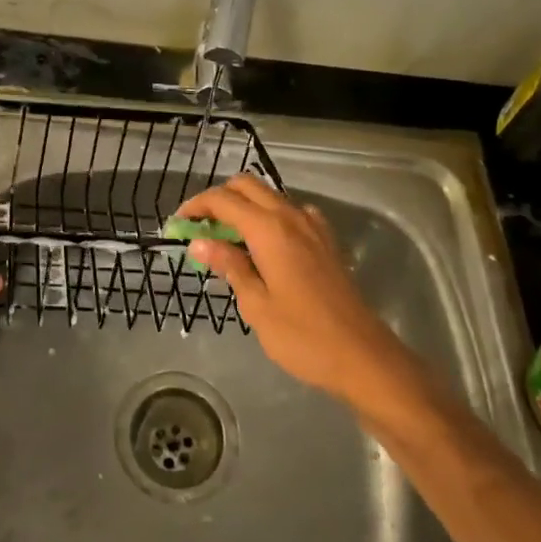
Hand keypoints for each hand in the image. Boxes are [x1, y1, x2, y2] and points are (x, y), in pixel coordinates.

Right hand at [176, 175, 409, 405]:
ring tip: (226, 241)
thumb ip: (229, 266)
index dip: (196, 206)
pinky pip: (290, 213)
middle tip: (200, 229)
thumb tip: (199, 243)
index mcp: (269, 229)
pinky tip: (264, 249)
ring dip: (243, 207)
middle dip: (219, 200)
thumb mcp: (256, 304)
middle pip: (246, 186)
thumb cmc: (303, 336)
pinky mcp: (325, 240)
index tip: (178, 224)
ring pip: (269, 196)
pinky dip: (269, 218)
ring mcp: (313, 226)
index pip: (223, 200)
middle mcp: (291, 216)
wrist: (362, 355)